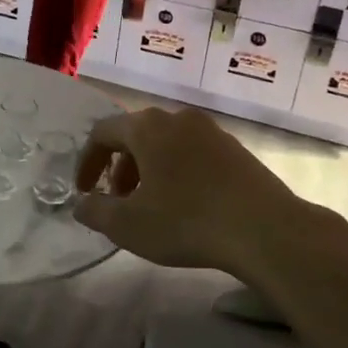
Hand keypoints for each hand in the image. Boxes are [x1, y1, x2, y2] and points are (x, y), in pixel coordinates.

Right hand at [72, 107, 347, 271]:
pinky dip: (177, 171)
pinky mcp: (235, 149)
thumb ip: (95, 212)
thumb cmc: (187, 221)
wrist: (266, 230)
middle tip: (118, 201)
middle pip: (135, 135)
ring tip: (151, 205)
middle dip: (119, 168)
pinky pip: (192, 153)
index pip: (103, 132)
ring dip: (149, 170)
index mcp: (147, 127)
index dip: (87, 162)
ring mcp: (210, 131)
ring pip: (166, 144)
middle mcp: (177, 118)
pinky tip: (186, 205)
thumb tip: (81, 204)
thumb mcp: (128, 225)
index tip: (83, 191)